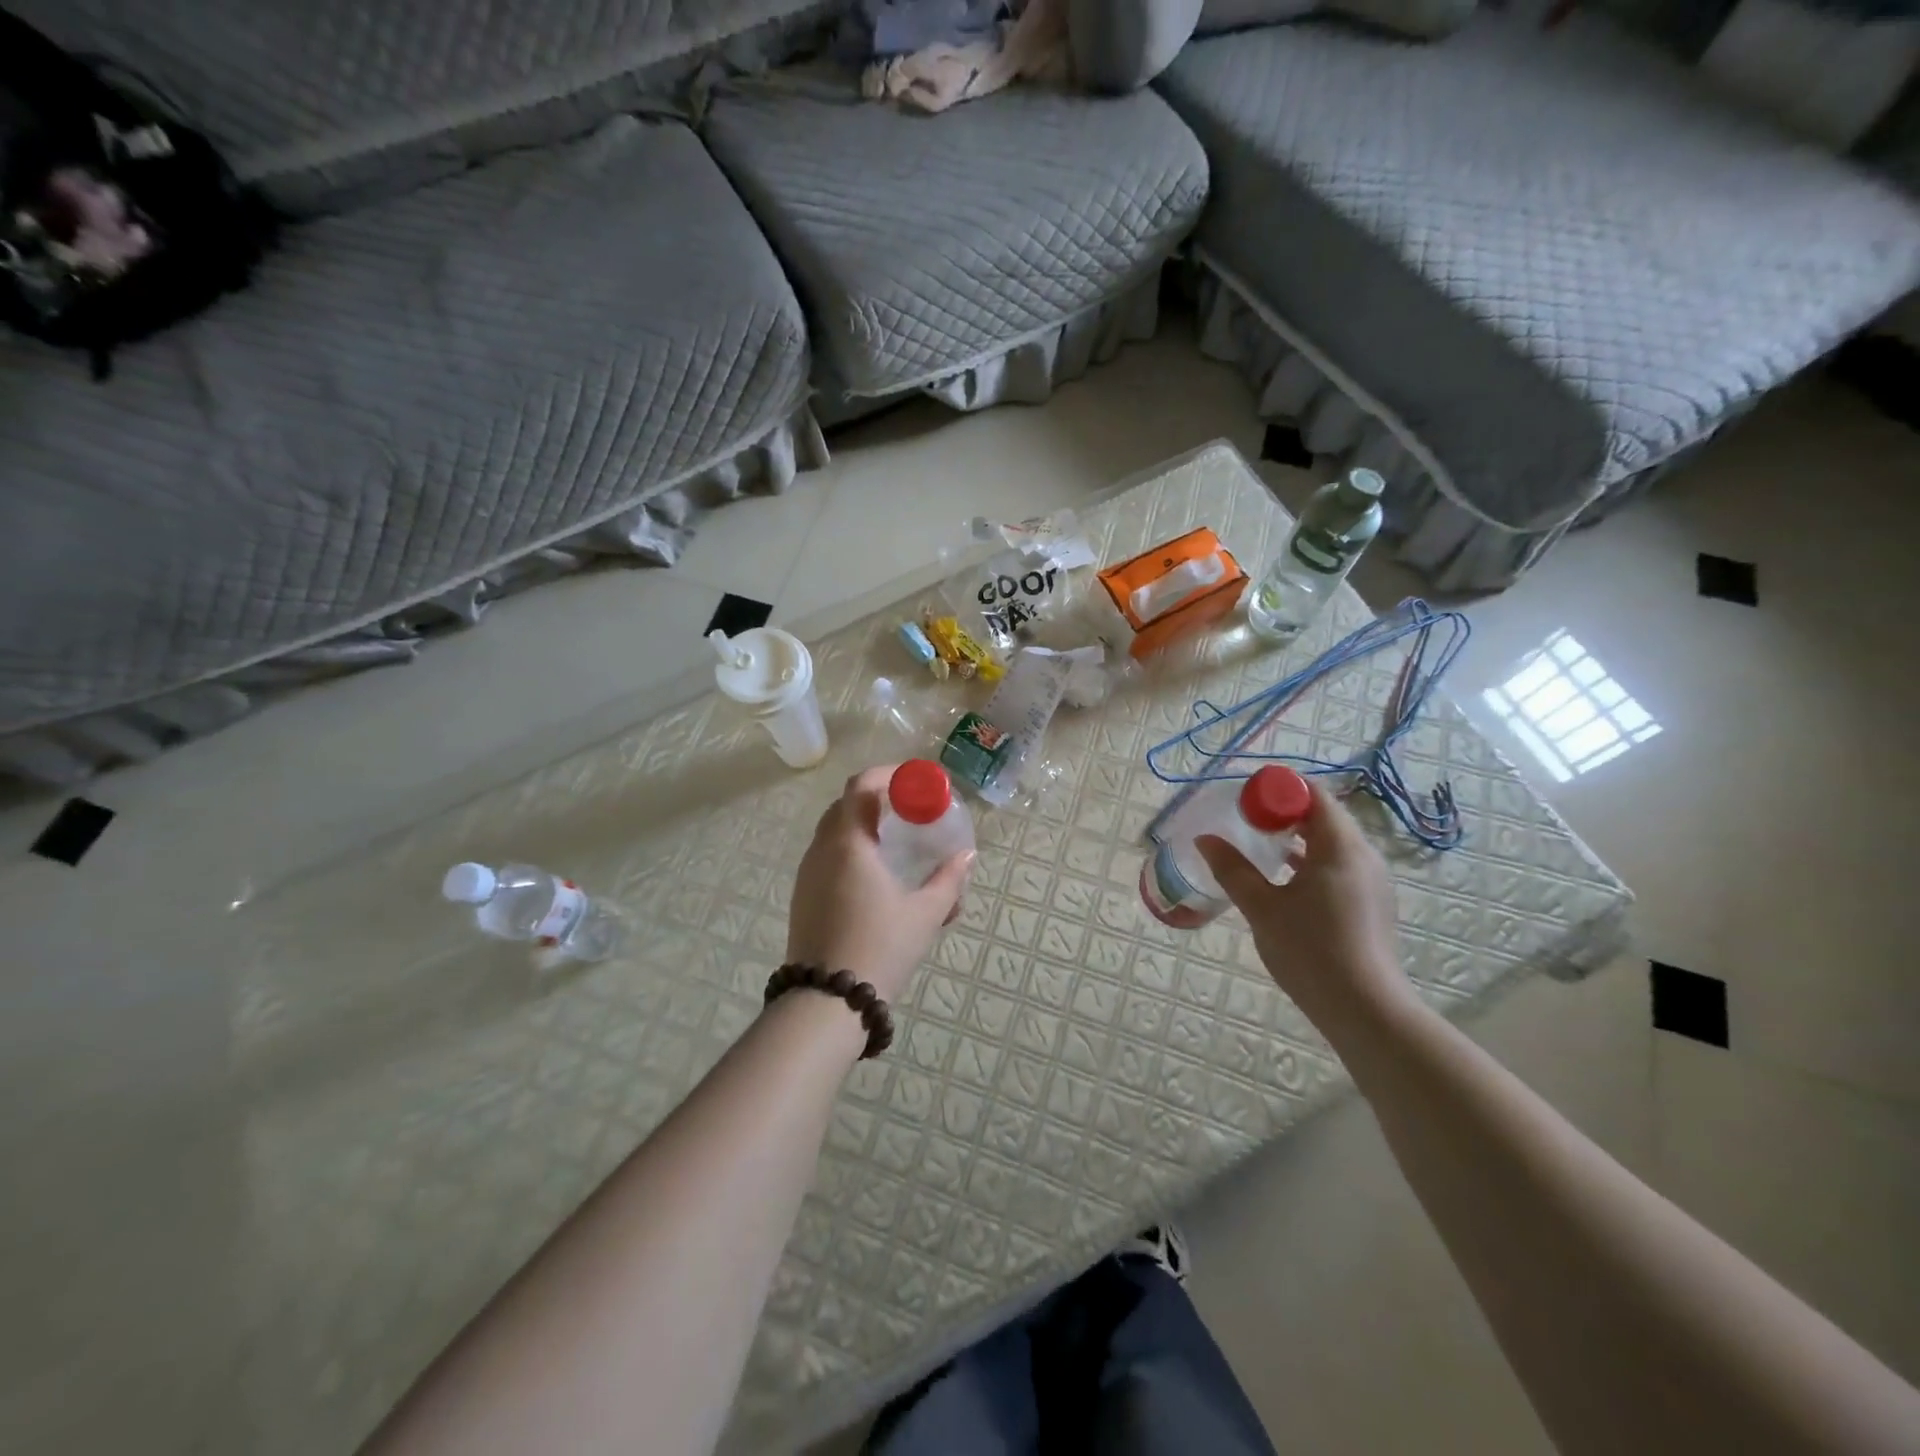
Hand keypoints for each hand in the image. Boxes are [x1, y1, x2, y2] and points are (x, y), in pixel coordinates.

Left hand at [786, 766, 973, 1001]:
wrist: (827, 1001)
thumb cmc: (880, 948)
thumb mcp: (925, 914)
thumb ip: (948, 880)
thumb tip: (967, 855)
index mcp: (849, 843)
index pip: (861, 786)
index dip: (887, 774)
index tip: (913, 781)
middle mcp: (821, 850)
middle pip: (845, 805)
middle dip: (876, 798)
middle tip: (908, 809)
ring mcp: (807, 873)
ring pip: (833, 831)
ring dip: (861, 824)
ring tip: (894, 841)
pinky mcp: (802, 896)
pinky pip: (826, 855)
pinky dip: (849, 849)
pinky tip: (873, 874)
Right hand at [1196, 778, 1411, 1028]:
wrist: (1365, 1010)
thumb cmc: (1310, 950)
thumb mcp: (1262, 907)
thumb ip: (1232, 869)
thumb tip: (1205, 839)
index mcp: (1340, 847)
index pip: (1313, 795)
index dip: (1278, 789)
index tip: (1245, 797)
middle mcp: (1364, 856)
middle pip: (1324, 816)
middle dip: (1284, 811)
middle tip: (1245, 819)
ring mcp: (1372, 881)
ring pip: (1332, 842)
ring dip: (1297, 837)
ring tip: (1259, 846)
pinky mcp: (1371, 903)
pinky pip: (1339, 865)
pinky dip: (1311, 860)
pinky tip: (1284, 879)